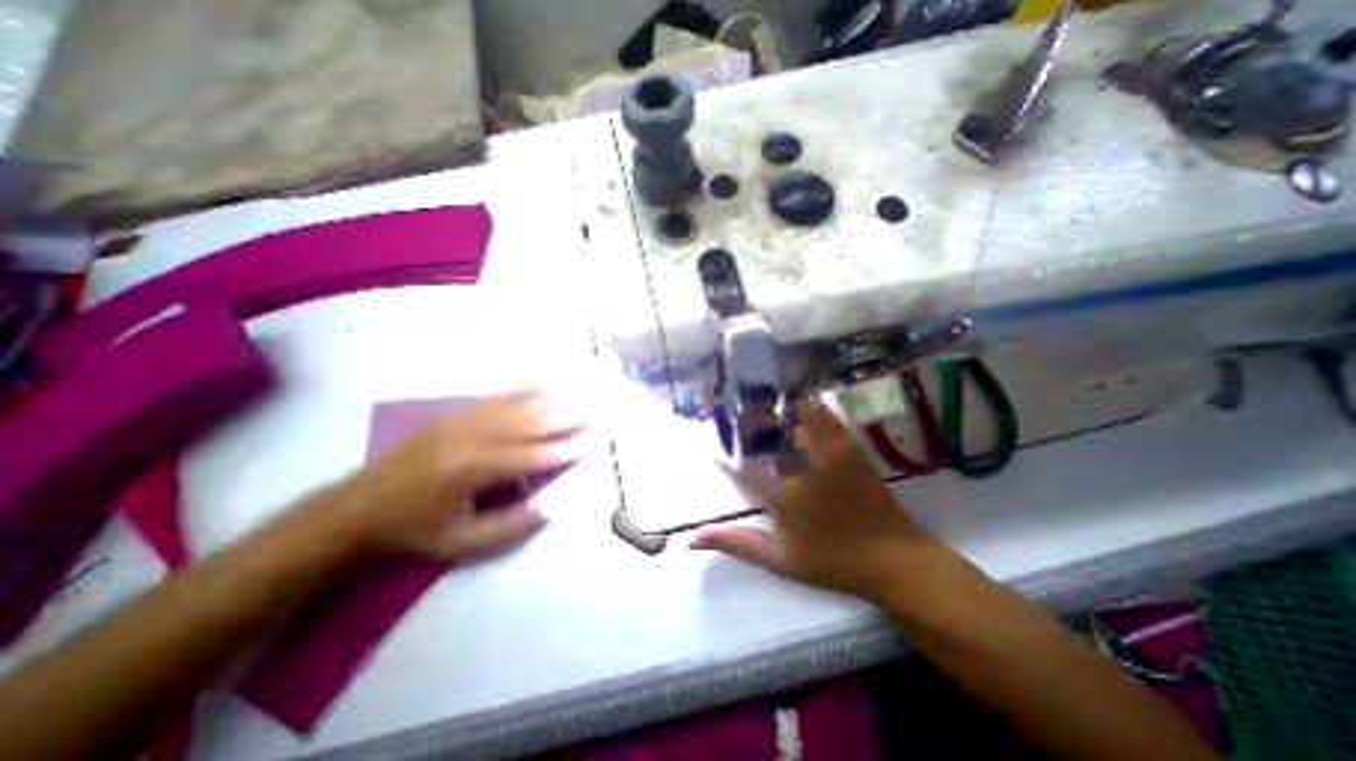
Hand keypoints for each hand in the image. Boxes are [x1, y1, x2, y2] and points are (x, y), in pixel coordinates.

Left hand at [324, 395, 592, 561]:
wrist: (354, 508)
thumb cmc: (411, 531)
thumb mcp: (459, 546)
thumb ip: (510, 528)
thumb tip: (550, 508)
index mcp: (472, 470)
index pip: (533, 456)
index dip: (567, 449)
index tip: (595, 441)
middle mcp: (472, 437)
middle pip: (531, 421)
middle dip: (569, 416)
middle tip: (598, 411)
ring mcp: (463, 420)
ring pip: (519, 404)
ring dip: (554, 398)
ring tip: (582, 394)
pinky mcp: (457, 414)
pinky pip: (500, 397)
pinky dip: (528, 390)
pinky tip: (546, 385)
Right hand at [692, 398, 944, 605]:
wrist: (894, 559)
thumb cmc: (833, 563)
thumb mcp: (780, 560)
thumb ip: (737, 544)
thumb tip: (691, 539)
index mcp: (784, 499)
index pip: (742, 470)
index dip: (723, 455)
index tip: (712, 445)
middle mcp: (804, 471)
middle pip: (770, 433)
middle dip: (750, 419)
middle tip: (738, 412)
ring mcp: (830, 456)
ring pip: (798, 418)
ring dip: (779, 409)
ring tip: (763, 403)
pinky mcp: (851, 448)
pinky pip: (827, 418)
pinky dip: (811, 408)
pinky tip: (799, 403)